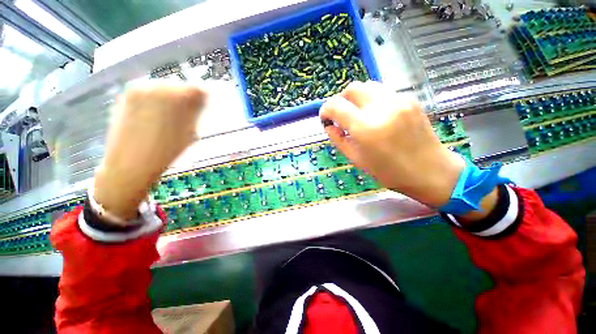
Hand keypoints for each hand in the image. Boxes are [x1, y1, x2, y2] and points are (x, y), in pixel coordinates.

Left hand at [94, 83, 207, 221]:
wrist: (132, 161)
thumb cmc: (169, 150)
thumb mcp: (193, 132)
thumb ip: (197, 114)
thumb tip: (201, 102)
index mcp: (182, 97)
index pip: (199, 90)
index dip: (202, 100)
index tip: (201, 110)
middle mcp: (162, 85)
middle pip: (181, 85)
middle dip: (185, 98)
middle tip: (184, 114)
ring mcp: (142, 87)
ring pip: (164, 87)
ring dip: (169, 99)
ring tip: (166, 117)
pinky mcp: (127, 93)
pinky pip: (148, 91)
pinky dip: (154, 100)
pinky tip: (152, 116)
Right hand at [320, 81, 464, 207]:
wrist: (430, 171)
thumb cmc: (389, 171)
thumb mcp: (356, 159)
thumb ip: (338, 139)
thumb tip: (329, 126)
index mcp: (365, 128)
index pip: (336, 106)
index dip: (325, 109)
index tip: (325, 117)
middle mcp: (381, 108)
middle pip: (352, 88)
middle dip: (341, 99)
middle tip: (341, 115)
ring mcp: (398, 101)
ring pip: (368, 86)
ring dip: (357, 97)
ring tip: (358, 113)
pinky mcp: (410, 100)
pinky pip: (383, 92)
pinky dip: (372, 100)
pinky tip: (376, 115)